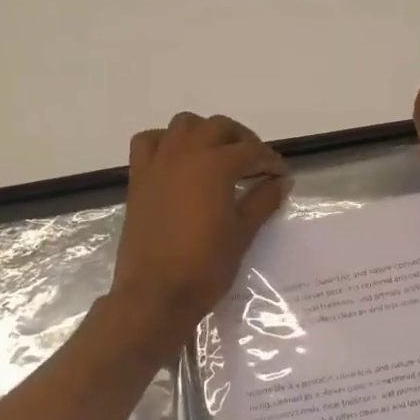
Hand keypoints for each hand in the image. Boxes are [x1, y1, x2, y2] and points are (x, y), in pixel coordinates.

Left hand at [109, 113, 289, 345]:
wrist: (155, 294)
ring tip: (218, 155)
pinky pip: (148, 143)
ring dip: (205, 132)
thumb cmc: (205, 267)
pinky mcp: (138, 179)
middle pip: (218, 127)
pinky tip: (178, 160)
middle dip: (242, 140)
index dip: (270, 161)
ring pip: (183, 125)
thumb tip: (281, 182)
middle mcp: (185, 154)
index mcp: (215, 166)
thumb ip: (262, 201)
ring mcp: (157, 164)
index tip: (282, 176)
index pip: (251, 151)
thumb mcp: (242, 234)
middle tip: (255, 163)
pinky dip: (165, 141)